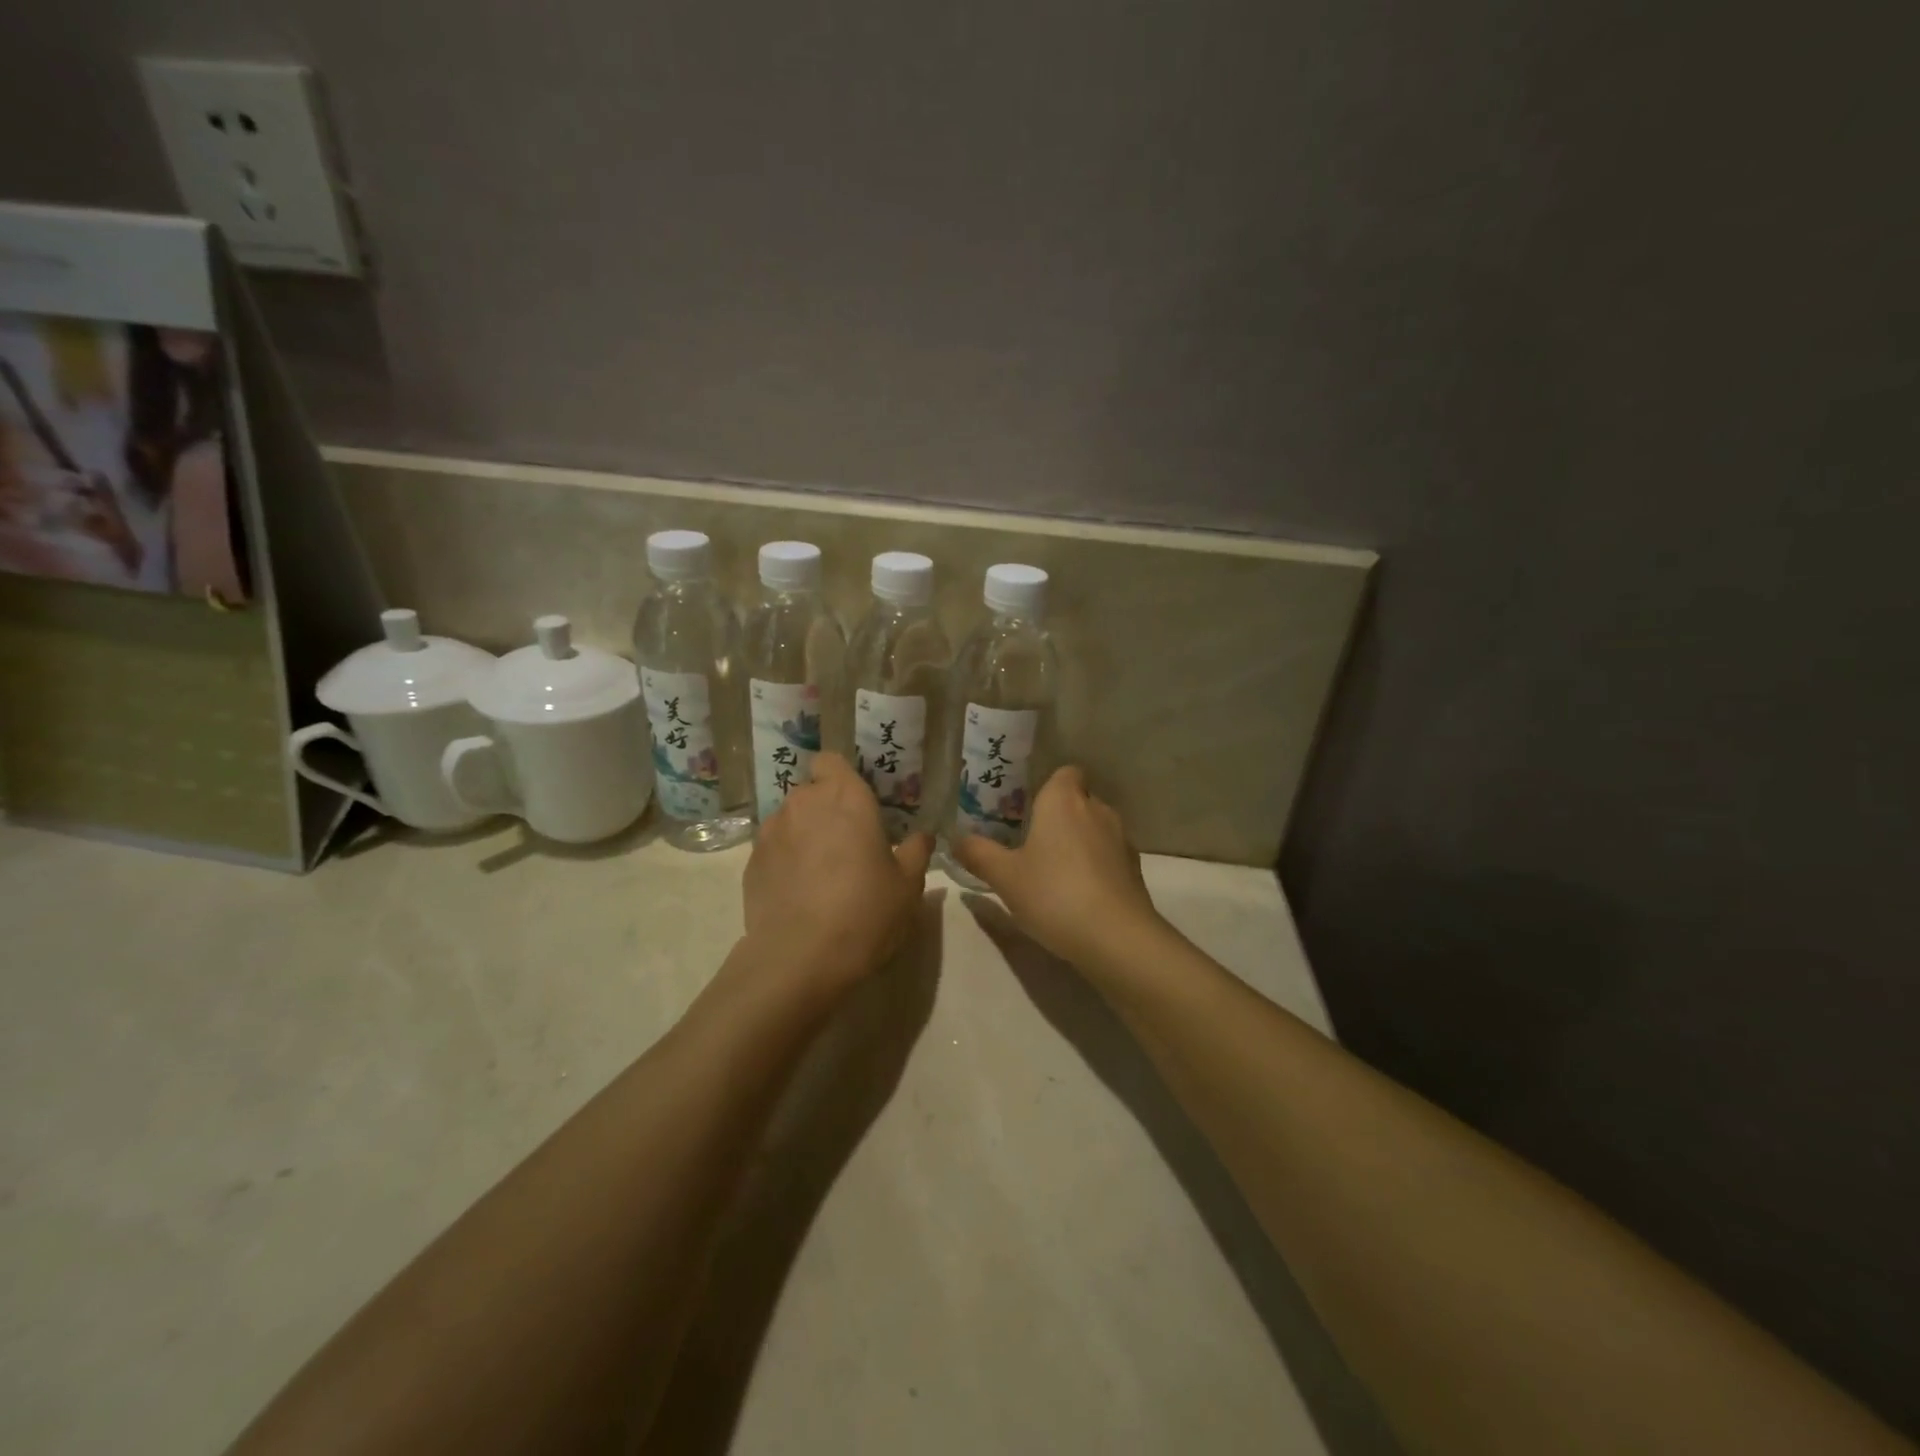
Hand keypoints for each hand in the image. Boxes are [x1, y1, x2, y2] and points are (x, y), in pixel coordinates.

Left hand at [738, 752, 933, 997]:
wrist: (800, 958)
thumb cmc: (865, 911)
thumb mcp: (908, 885)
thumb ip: (915, 852)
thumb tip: (922, 836)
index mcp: (845, 796)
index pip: (831, 761)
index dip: (841, 778)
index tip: (856, 805)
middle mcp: (803, 803)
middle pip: (811, 792)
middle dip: (825, 811)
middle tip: (847, 846)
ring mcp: (771, 832)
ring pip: (790, 821)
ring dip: (804, 836)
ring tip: (820, 874)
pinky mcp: (750, 863)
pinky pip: (772, 850)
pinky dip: (784, 862)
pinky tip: (798, 895)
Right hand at [953, 766, 1163, 968]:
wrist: (1116, 937)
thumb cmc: (1054, 894)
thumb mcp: (1005, 877)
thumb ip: (978, 854)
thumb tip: (956, 839)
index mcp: (1063, 800)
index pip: (1066, 772)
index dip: (1049, 787)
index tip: (1028, 810)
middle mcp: (1097, 809)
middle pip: (1079, 800)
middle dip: (1059, 816)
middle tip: (1032, 843)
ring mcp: (1121, 838)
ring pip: (1095, 828)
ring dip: (1078, 842)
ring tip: (1054, 872)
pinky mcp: (1135, 867)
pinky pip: (1109, 854)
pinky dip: (1096, 865)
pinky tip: (1079, 893)